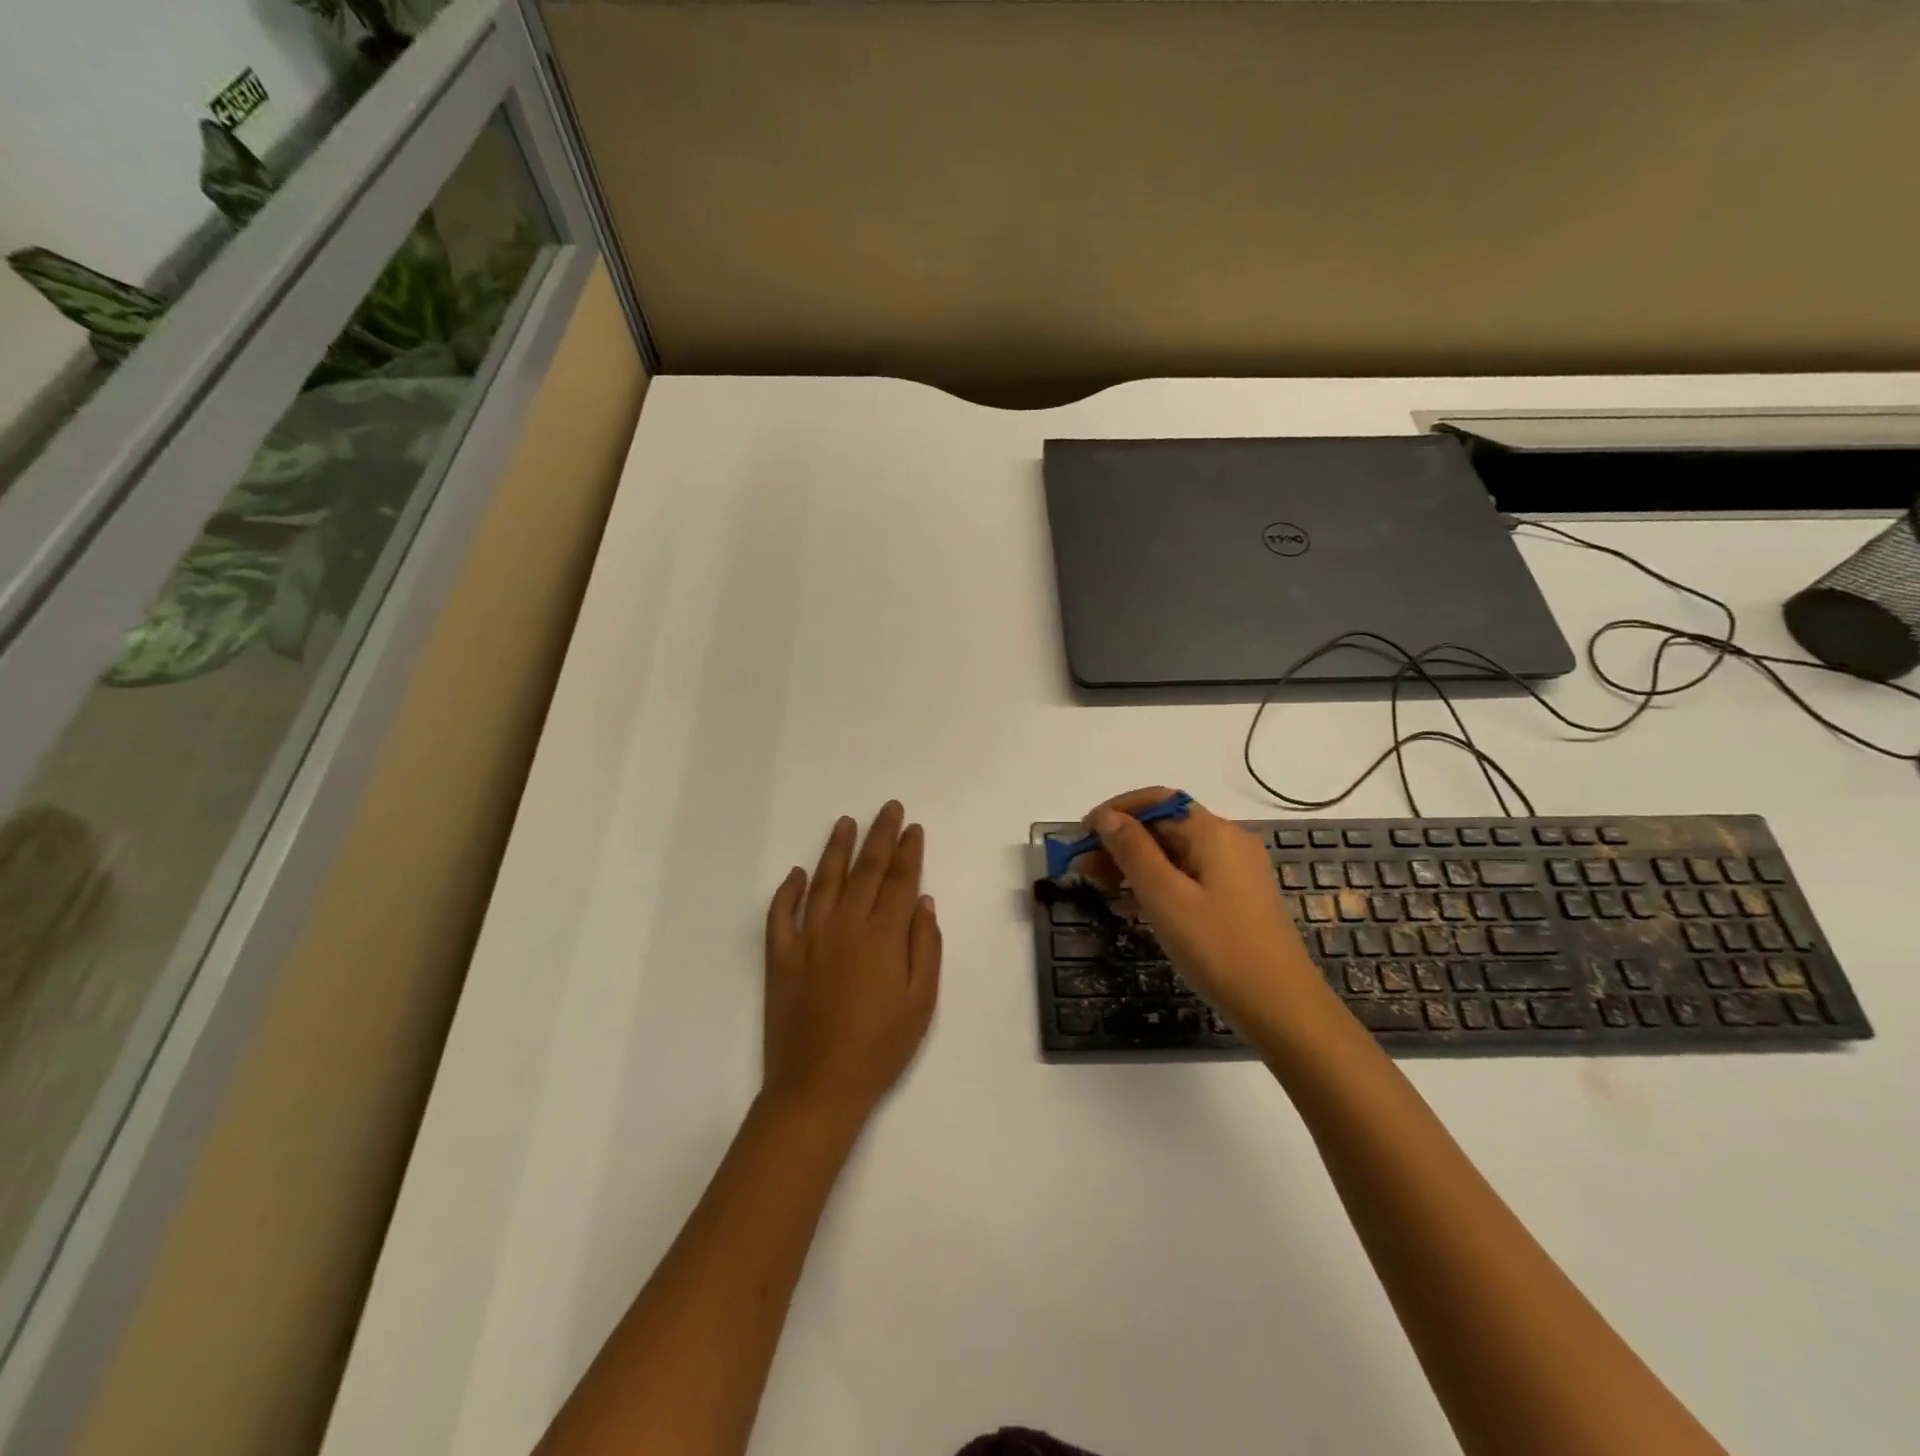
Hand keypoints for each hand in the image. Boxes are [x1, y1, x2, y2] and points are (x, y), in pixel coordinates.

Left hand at [763, 803, 941, 1123]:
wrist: (818, 1087)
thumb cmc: (880, 1048)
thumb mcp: (921, 1003)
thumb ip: (925, 946)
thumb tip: (922, 901)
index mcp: (883, 937)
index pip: (899, 881)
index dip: (908, 852)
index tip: (913, 828)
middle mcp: (845, 926)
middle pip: (865, 870)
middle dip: (880, 836)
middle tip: (889, 809)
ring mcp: (808, 938)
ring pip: (823, 881)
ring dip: (836, 849)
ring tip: (846, 823)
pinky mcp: (780, 956)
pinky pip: (781, 913)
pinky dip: (787, 890)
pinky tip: (796, 874)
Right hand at [1083, 787, 1318, 1027]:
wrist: (1282, 1008)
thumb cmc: (1218, 948)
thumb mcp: (1165, 897)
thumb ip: (1132, 851)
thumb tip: (1107, 817)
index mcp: (1212, 832)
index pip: (1156, 801)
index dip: (1115, 811)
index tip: (1081, 835)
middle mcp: (1227, 841)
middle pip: (1164, 826)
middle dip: (1120, 841)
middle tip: (1082, 868)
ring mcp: (1235, 871)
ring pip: (1174, 853)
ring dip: (1134, 864)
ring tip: (1099, 887)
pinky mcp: (1236, 898)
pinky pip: (1188, 876)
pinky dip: (1157, 883)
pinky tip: (1131, 905)